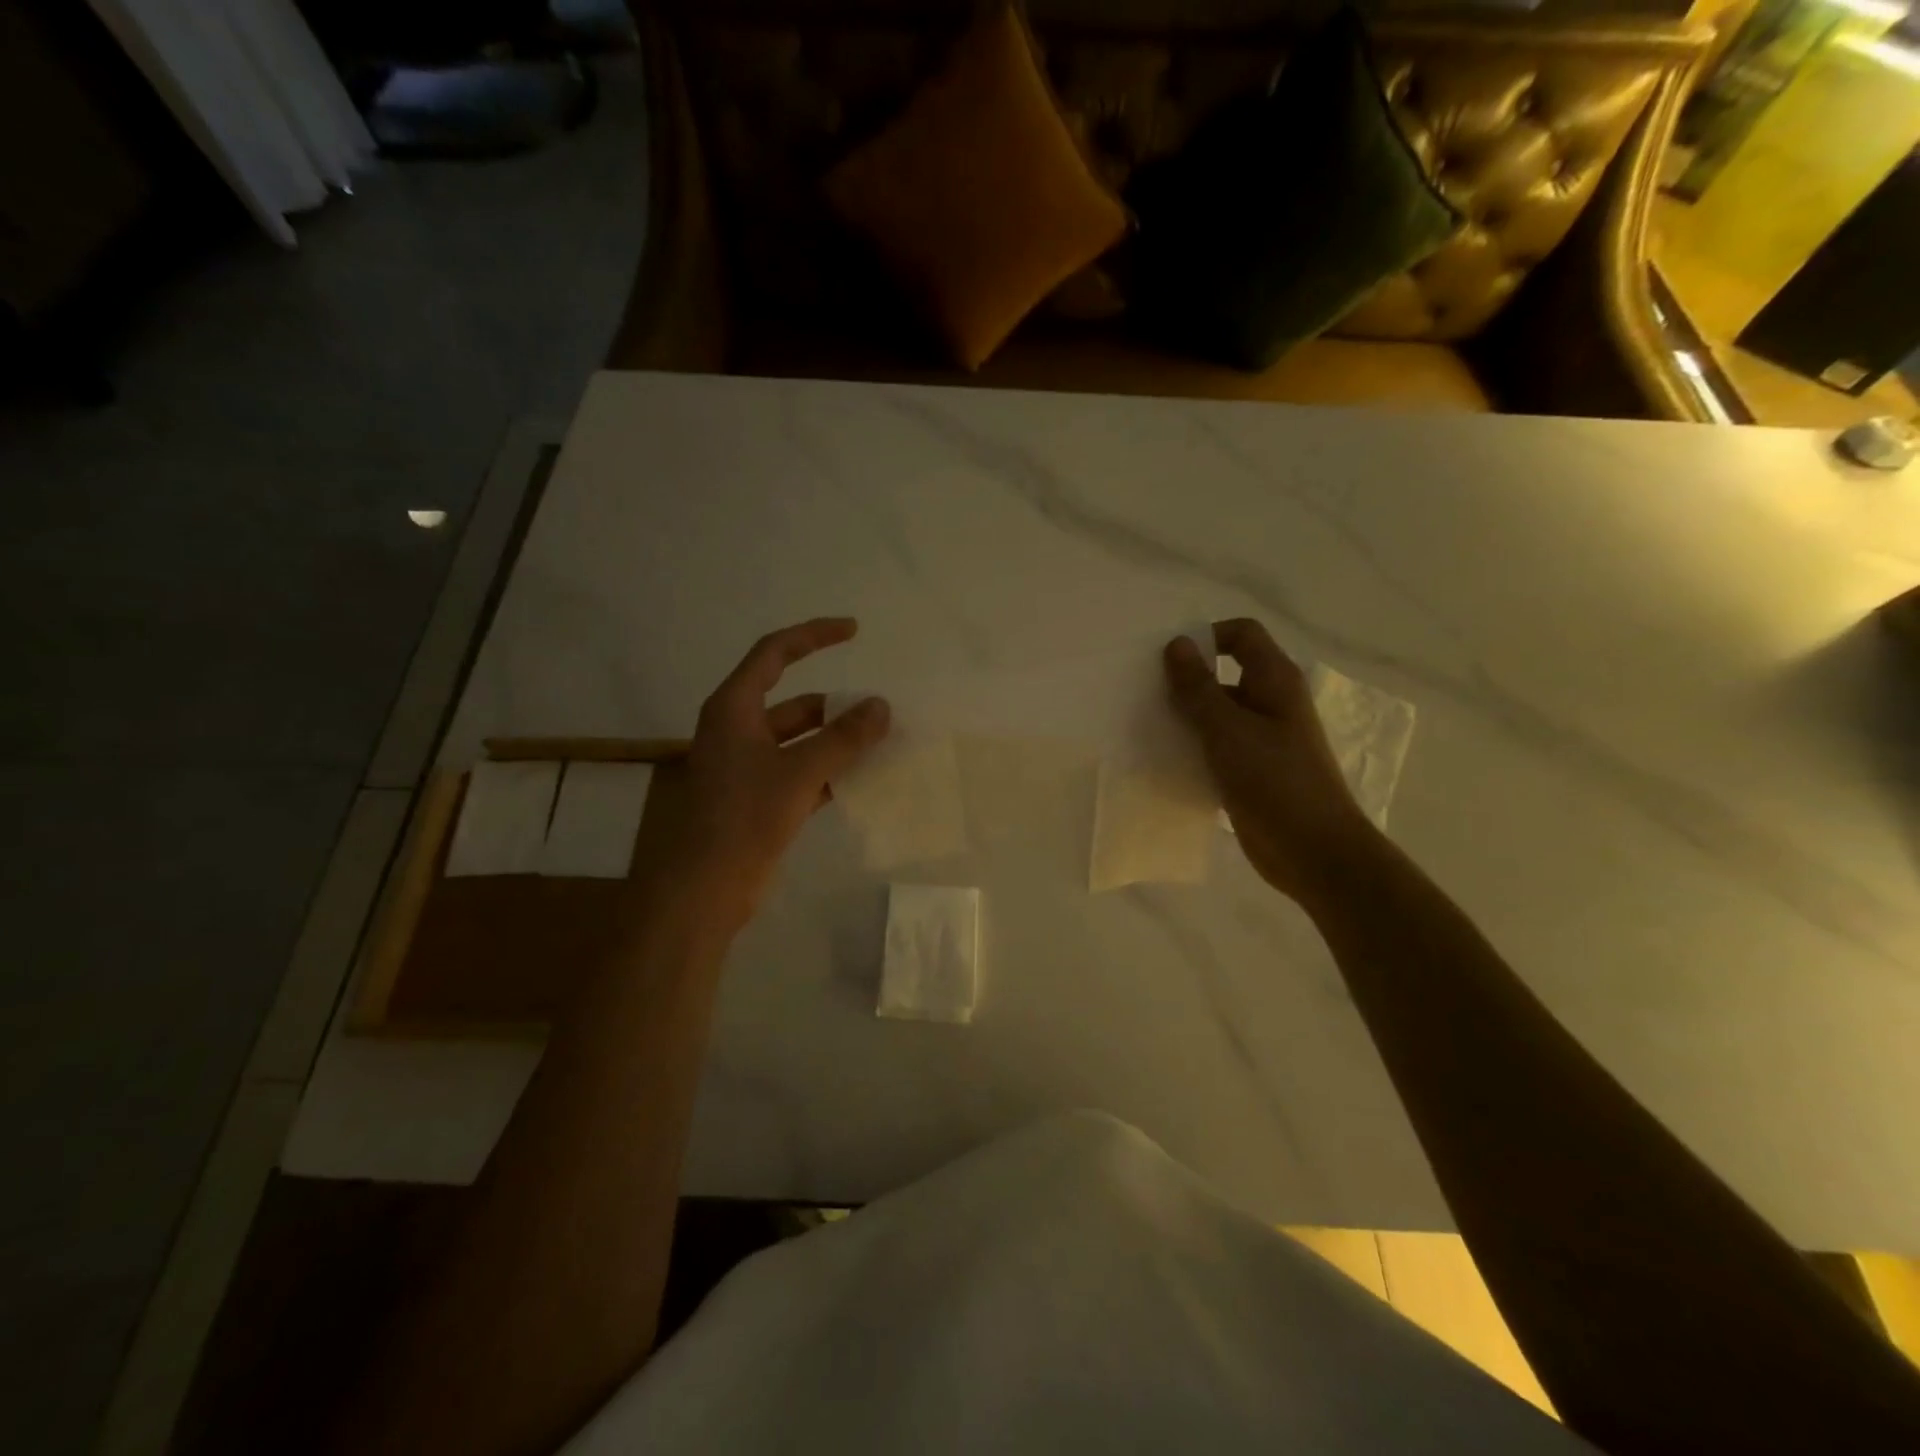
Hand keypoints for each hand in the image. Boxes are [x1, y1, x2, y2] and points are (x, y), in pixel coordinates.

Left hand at [631, 618, 889, 931]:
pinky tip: (863, 780)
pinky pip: (801, 772)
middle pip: (795, 703)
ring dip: (837, 742)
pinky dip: (829, 772)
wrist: (704, 889)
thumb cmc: (744, 818)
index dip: (813, 636)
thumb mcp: (799, 772)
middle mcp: (738, 730)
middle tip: (881, 712)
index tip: (853, 630)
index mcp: (734, 708)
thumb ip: (843, 738)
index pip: (774, 653)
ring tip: (881, 744)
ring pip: (801, 741)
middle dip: (837, 706)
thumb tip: (881, 706)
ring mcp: (748, 767)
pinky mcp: (758, 798)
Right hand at [1164, 619, 1381, 907]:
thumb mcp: (1228, 730)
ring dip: (1185, 717)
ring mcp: (1262, 738)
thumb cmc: (1275, 781)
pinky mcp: (1251, 770)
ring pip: (1217, 713)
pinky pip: (1216, 747)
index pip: (1241, 634)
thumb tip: (1177, 643)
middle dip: (1186, 680)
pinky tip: (1164, 760)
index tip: (1169, 661)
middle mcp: (1271, 702)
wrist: (1313, 851)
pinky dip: (1193, 747)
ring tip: (1146, 727)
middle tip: (1145, 694)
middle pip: (1224, 673)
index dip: (1207, 637)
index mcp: (1274, 681)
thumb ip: (1198, 688)